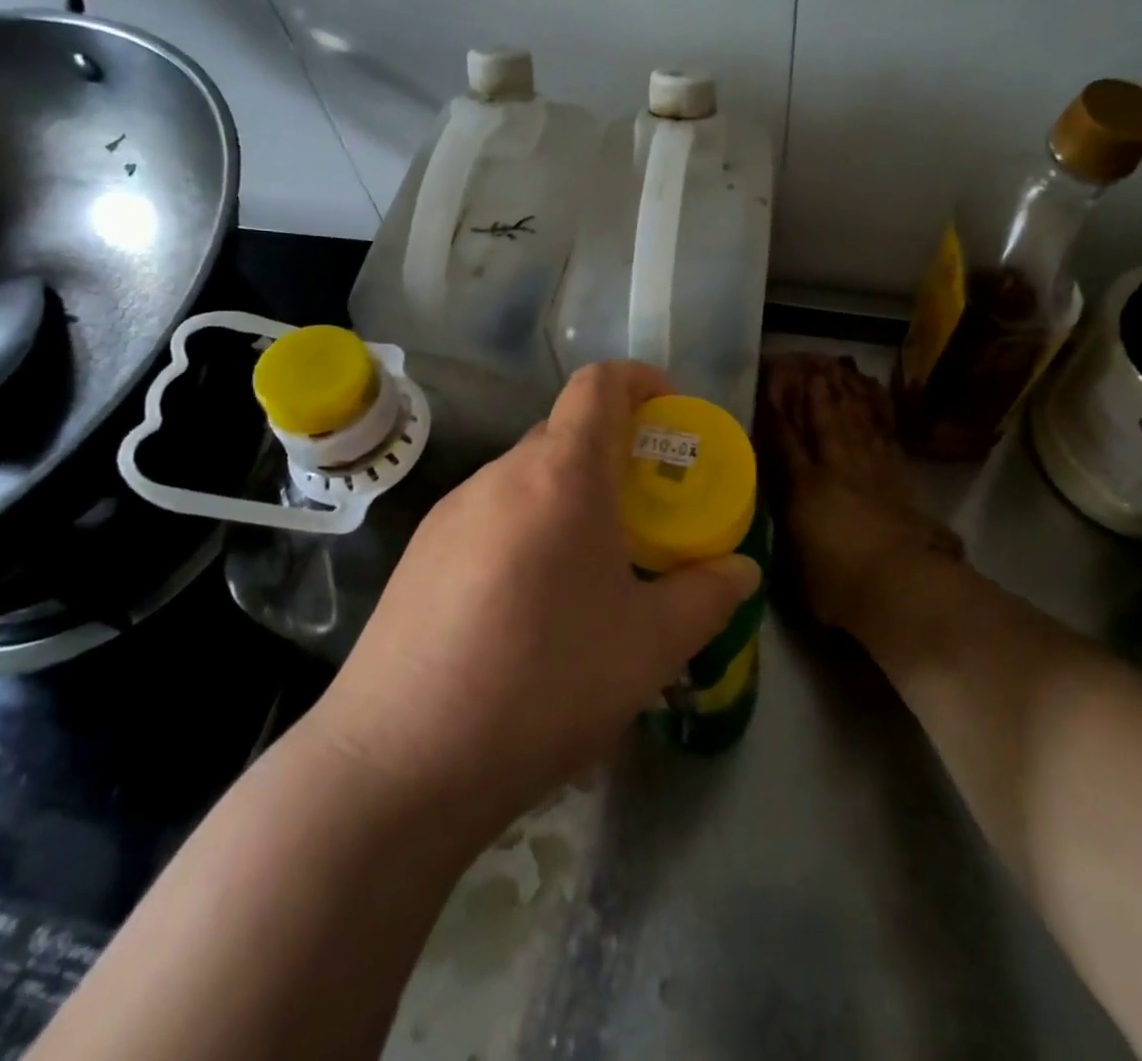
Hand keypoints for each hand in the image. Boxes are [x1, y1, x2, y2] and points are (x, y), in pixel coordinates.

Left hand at [308, 361, 762, 841]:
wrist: (399, 761)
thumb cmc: (545, 683)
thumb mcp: (650, 647)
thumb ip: (706, 597)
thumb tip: (741, 571)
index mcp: (561, 475)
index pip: (598, 384)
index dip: (640, 380)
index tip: (670, 412)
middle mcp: (500, 475)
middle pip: (564, 433)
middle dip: (613, 453)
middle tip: (646, 508)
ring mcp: (450, 512)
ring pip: (525, 479)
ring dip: (568, 498)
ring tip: (593, 567)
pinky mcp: (419, 554)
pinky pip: (490, 517)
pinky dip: (527, 530)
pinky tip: (532, 605)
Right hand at [759, 355, 963, 638]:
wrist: (902, 589)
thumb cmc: (837, 586)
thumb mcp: (793, 564)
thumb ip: (784, 529)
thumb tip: (776, 512)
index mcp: (804, 488)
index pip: (784, 441)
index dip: (776, 412)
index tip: (769, 385)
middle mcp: (835, 470)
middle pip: (822, 421)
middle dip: (813, 391)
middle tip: (807, 362)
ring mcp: (870, 471)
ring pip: (854, 422)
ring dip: (844, 394)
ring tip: (836, 369)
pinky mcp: (898, 480)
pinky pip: (883, 436)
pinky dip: (877, 415)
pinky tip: (874, 400)